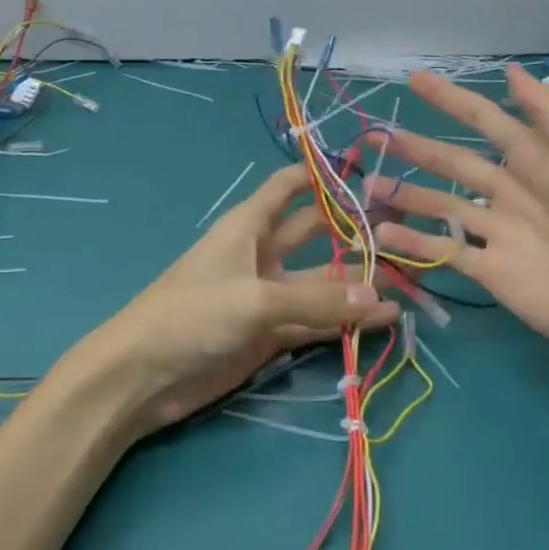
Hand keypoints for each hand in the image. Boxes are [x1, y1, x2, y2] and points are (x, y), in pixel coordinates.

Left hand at [88, 165, 400, 433]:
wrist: (141, 378)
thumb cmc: (191, 314)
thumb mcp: (255, 301)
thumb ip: (317, 301)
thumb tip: (380, 299)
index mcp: (250, 226)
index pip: (290, 187)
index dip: (322, 176)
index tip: (366, 171)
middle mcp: (263, 254)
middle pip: (315, 234)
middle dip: (353, 232)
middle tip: (403, 230)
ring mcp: (268, 296)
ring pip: (321, 283)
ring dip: (356, 285)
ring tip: (407, 283)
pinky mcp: (271, 335)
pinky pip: (315, 322)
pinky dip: (344, 322)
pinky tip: (381, 322)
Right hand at [366, 65, 548, 368]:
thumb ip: (546, 112)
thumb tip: (510, 69)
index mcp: (536, 158)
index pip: (484, 120)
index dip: (450, 99)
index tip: (414, 79)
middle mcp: (511, 190)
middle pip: (453, 163)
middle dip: (415, 148)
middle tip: (373, 136)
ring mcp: (499, 231)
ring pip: (441, 206)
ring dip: (405, 195)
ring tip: (365, 188)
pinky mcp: (491, 270)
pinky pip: (444, 251)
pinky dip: (413, 243)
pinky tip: (382, 235)